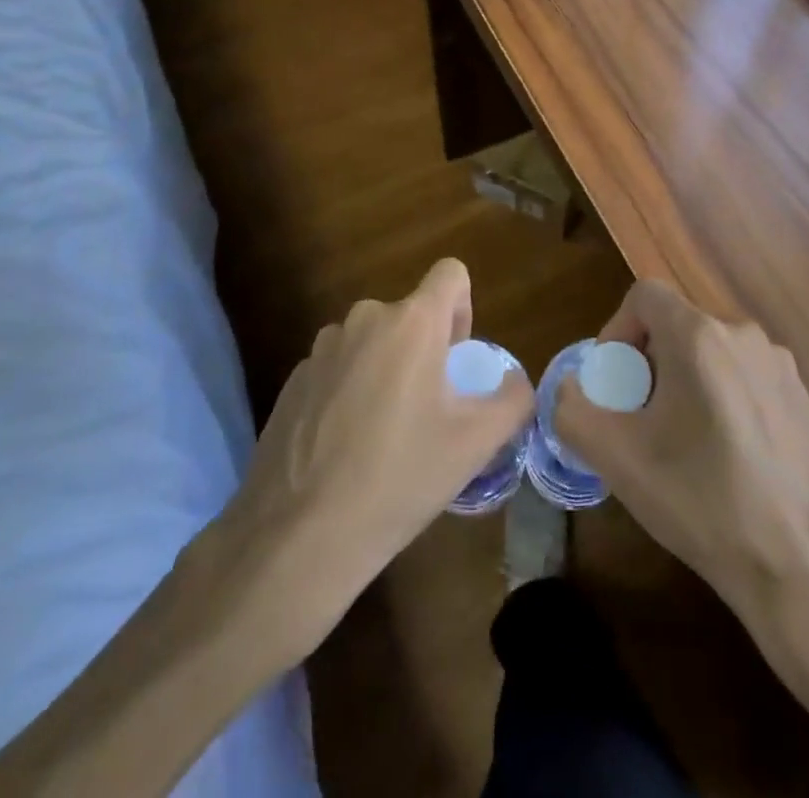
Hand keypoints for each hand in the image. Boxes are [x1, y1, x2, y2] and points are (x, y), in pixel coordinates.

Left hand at [193, 259, 531, 662]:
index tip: (456, 360)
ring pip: (373, 341)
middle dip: (426, 349)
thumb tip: (515, 383)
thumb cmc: (399, 476)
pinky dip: (350, 390)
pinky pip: (339, 367)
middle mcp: (365, 318)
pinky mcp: (293, 379)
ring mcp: (322, 348)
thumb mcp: (476, 444)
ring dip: (387, 368)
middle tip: (428, 409)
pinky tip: (345, 447)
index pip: (450, 274)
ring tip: (384, 433)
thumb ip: (513, 400)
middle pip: (411, 314)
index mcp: (412, 322)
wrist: (299, 535)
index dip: (464, 308)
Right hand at [554, 281, 808, 628]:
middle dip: (649, 361)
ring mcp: (780, 363)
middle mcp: (743, 333)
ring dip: (685, 380)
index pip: (645, 295)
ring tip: (682, 442)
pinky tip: (726, 456)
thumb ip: (573, 410)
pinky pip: (745, 375)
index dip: (617, 330)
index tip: (615, 383)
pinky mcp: (803, 394)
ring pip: (712, 351)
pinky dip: (722, 396)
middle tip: (642, 418)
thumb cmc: (702, 503)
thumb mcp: (617, 460)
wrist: (805, 567)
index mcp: (699, 336)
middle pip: (678, 324)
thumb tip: (570, 388)